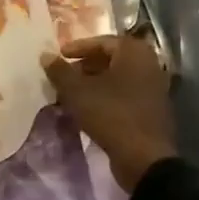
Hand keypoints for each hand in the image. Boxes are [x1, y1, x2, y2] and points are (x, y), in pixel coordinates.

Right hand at [44, 35, 177, 192]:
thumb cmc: (110, 114)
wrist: (144, 158)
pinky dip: (106, 97)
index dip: (77, 48)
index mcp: (134, 52)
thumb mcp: (77, 91)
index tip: (59, 57)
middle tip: (63, 76)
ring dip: (93, 83)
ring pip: (117, 78)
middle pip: (110, 59)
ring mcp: (154, 88)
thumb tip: (45, 55)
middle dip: (84, 67)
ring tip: (71, 94)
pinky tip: (88, 109)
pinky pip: (125, 94)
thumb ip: (59, 71)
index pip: (101, 42)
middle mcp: (149, 64)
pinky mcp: (152, 109)